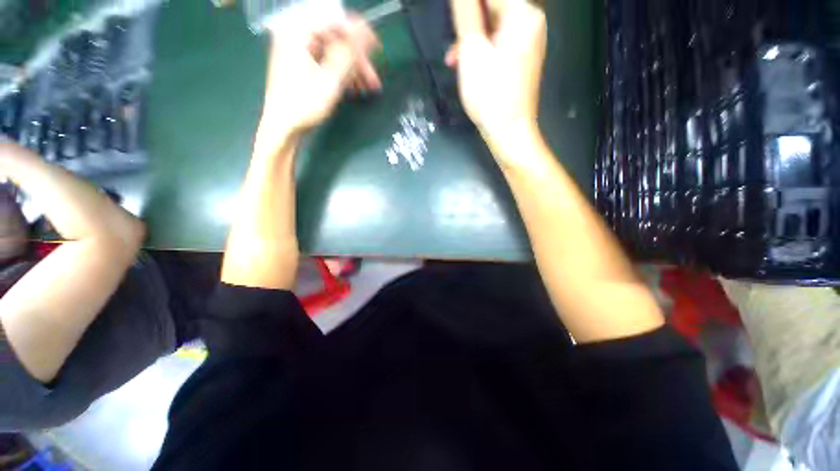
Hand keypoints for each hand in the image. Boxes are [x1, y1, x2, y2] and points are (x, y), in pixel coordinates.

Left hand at [258, 15, 380, 144]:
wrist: (284, 126)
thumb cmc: (303, 105)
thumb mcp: (330, 79)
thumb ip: (348, 53)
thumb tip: (364, 29)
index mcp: (297, 32)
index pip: (334, 22)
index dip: (358, 35)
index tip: (376, 49)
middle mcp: (296, 36)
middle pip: (335, 39)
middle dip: (358, 60)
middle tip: (373, 78)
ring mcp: (298, 50)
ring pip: (334, 53)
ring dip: (353, 69)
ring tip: (368, 88)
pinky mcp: (301, 64)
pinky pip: (327, 62)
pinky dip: (342, 73)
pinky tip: (354, 87)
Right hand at [448, 0, 546, 146]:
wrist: (509, 132)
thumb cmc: (489, 94)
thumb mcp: (472, 50)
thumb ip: (465, 12)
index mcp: (523, 13)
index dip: (466, 7)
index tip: (456, 29)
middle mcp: (531, 21)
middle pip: (492, 8)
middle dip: (468, 25)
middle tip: (452, 47)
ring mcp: (528, 41)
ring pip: (493, 27)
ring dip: (471, 40)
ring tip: (454, 61)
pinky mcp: (522, 58)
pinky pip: (499, 43)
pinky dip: (482, 51)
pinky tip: (468, 66)